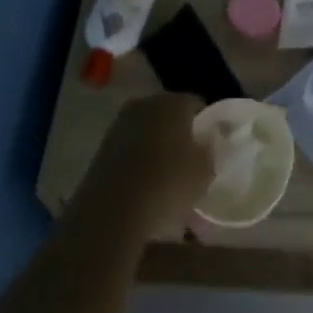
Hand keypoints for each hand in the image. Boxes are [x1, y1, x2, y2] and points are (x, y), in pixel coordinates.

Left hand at [73, 93, 214, 242]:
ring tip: (165, 171)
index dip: (205, 124)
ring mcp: (121, 123)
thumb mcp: (205, 171)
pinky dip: (138, 156)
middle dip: (178, 130)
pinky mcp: (103, 145)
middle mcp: (145, 103)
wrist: (114, 210)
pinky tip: (144, 179)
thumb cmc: (168, 184)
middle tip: (188, 157)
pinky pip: (130, 145)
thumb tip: (205, 142)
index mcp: (173, 102)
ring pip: (147, 128)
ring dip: (156, 143)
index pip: (196, 104)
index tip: (209, 144)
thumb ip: (209, 150)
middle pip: (169, 113)